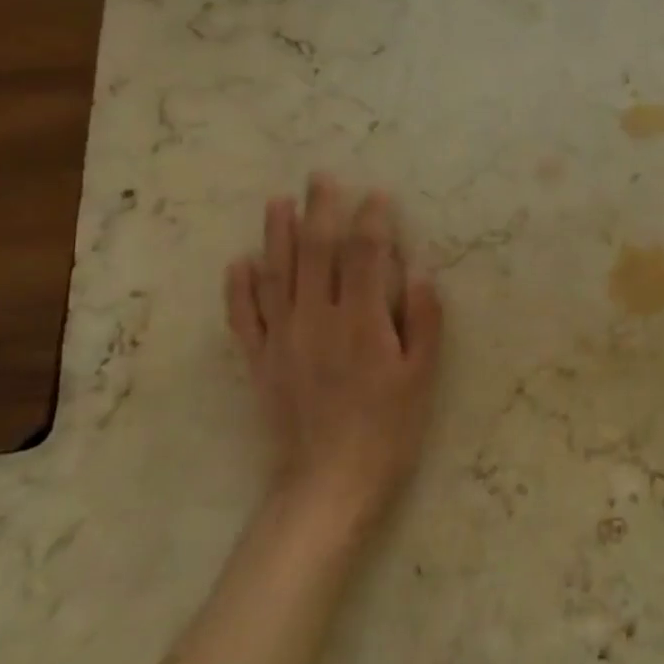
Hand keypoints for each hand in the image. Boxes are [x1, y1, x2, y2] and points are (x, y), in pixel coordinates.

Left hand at [224, 174, 443, 537]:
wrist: (328, 485)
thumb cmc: (388, 430)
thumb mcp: (421, 377)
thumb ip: (423, 320)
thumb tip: (420, 271)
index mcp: (361, 321)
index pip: (365, 255)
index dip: (371, 221)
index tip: (377, 195)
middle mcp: (318, 320)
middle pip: (316, 253)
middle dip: (321, 211)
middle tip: (321, 178)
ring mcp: (283, 339)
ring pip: (277, 275)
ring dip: (277, 235)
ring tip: (278, 202)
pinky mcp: (260, 362)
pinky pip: (244, 318)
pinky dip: (239, 288)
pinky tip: (239, 263)